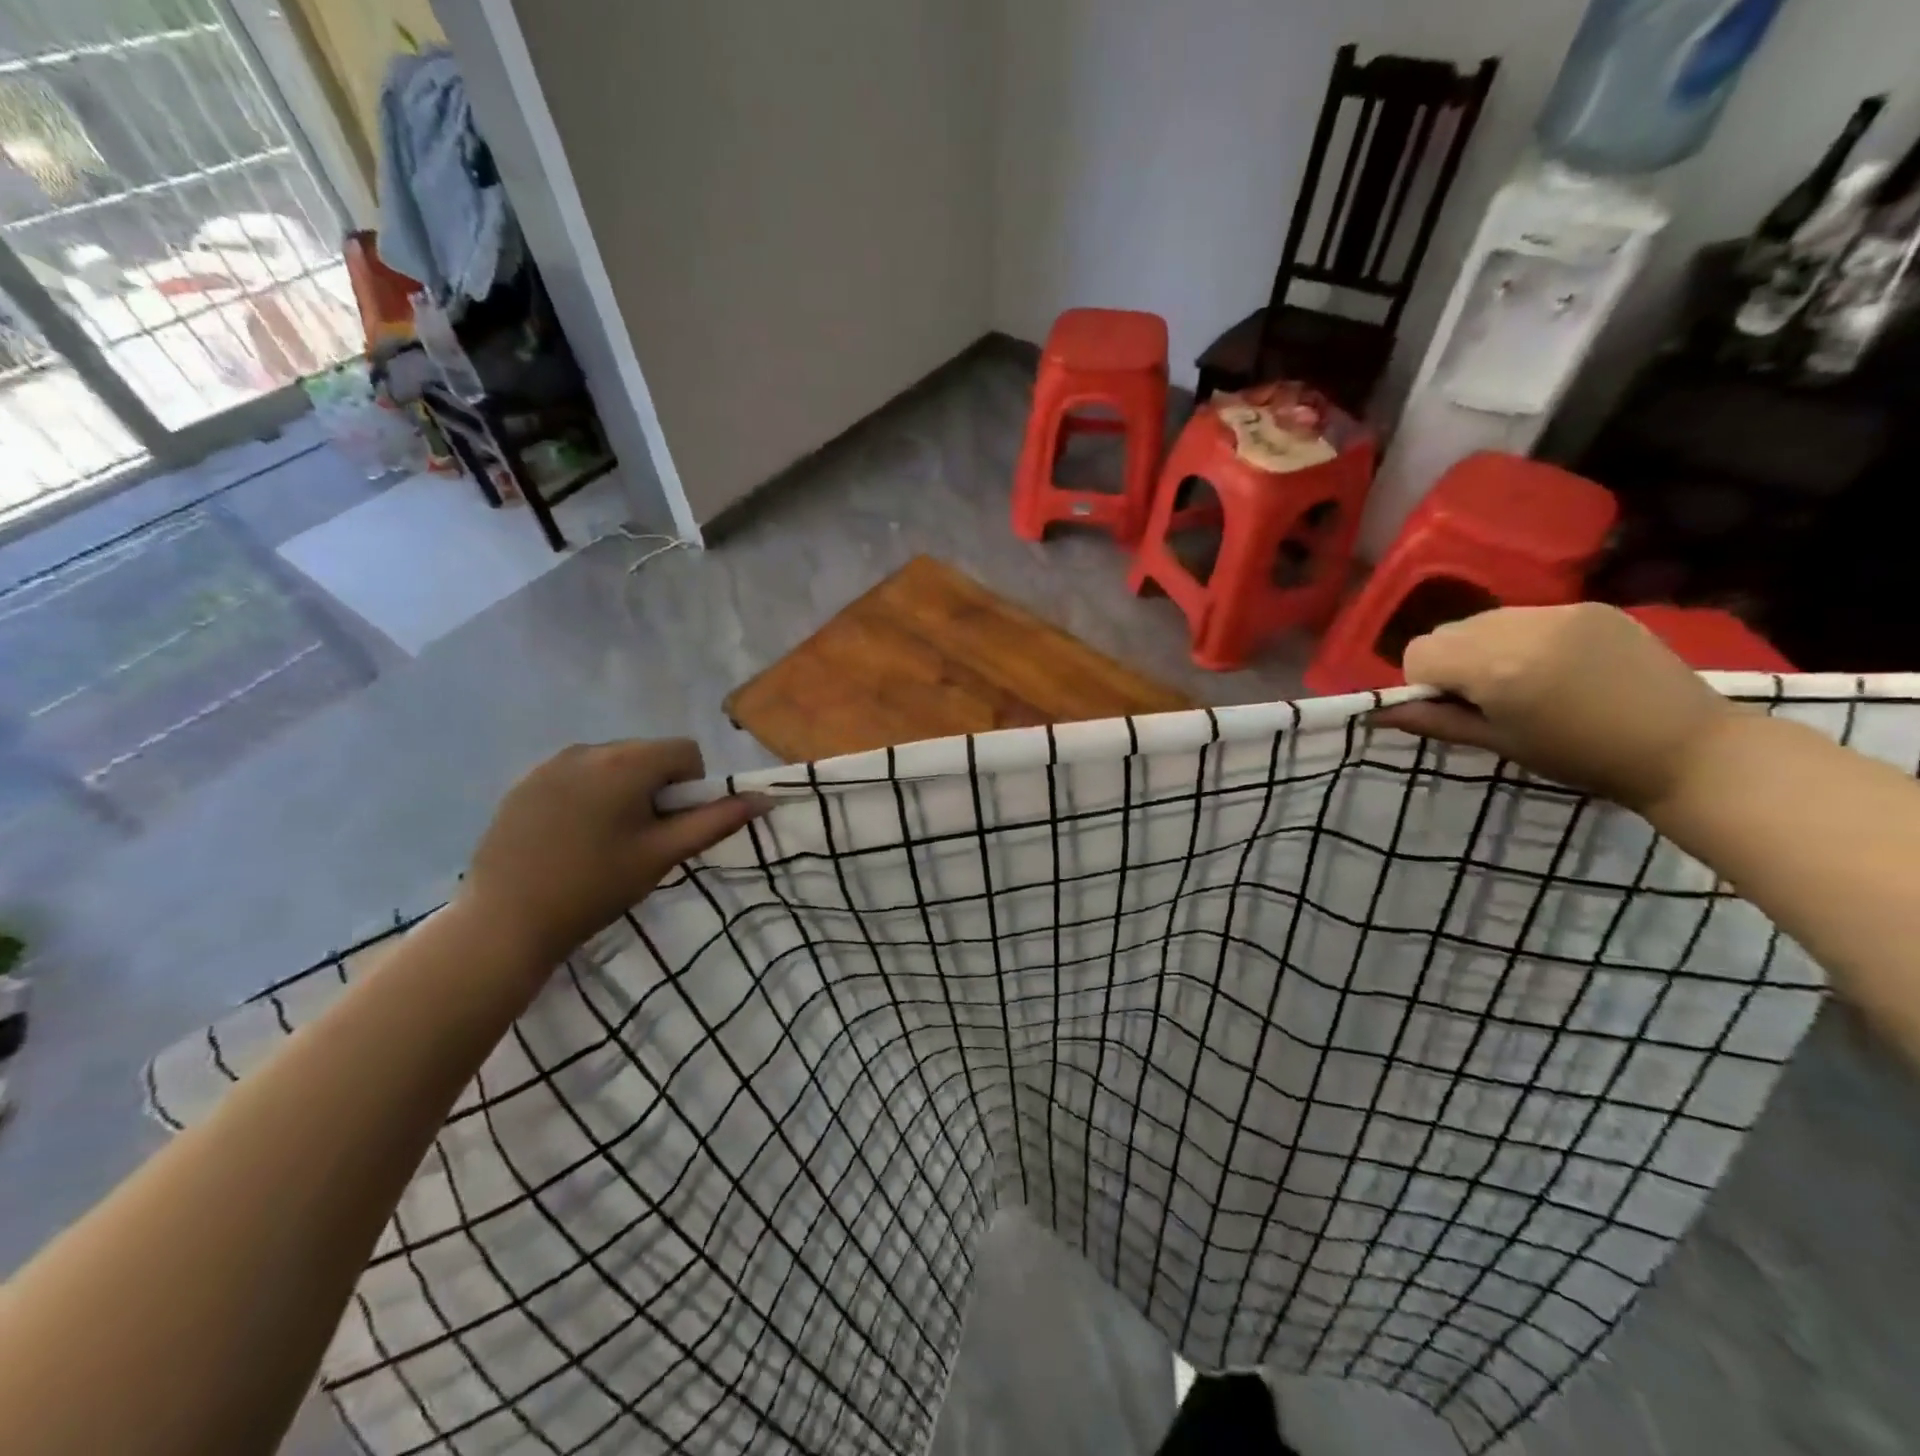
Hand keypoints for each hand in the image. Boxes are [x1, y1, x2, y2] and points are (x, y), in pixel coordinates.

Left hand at [460, 739, 770, 964]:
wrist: (504, 922)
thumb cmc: (595, 888)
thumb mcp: (663, 855)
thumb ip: (717, 821)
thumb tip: (765, 798)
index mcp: (626, 763)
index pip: (685, 750)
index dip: (691, 787)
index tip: (670, 827)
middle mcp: (588, 749)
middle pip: (646, 754)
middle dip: (655, 787)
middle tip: (639, 838)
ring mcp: (549, 764)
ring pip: (610, 764)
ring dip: (621, 790)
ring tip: (602, 840)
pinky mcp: (522, 783)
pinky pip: (574, 776)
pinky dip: (586, 796)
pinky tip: (569, 839)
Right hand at [1375, 604, 1742, 810]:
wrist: (1686, 748)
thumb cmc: (1580, 758)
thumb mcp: (1498, 744)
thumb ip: (1433, 721)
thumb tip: (1376, 713)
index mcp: (1495, 667)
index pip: (1419, 653)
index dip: (1425, 683)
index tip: (1457, 708)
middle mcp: (1521, 627)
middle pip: (1447, 632)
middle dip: (1452, 662)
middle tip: (1489, 697)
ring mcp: (1559, 612)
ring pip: (1484, 620)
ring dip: (1485, 647)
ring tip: (1524, 680)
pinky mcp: (1589, 606)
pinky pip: (1526, 615)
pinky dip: (1522, 638)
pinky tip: (1556, 666)